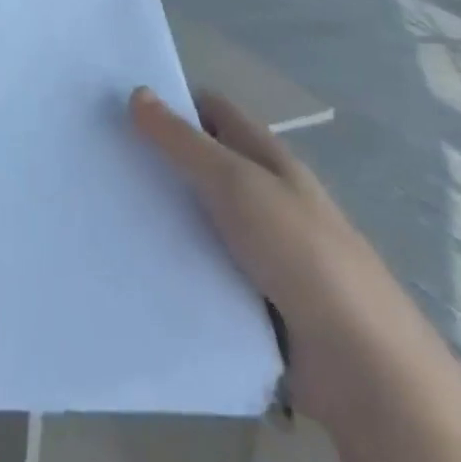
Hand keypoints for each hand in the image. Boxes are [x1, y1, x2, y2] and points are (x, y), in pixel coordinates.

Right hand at [129, 87, 428, 421]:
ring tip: (102, 208)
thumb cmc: (301, 253)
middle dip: (155, 157)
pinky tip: (131, 258)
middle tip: (98, 157)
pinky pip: (199, 264)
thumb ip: (184, 141)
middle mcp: (263, 196)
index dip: (170, 101)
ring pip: (196, 215)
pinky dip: (171, 259)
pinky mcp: (249, 296)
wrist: (362, 369)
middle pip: (200, 162)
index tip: (117, 105)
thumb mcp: (236, 184)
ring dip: (159, 212)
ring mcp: (258, 248)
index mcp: (268, 159)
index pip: (212, 111)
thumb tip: (137, 92)